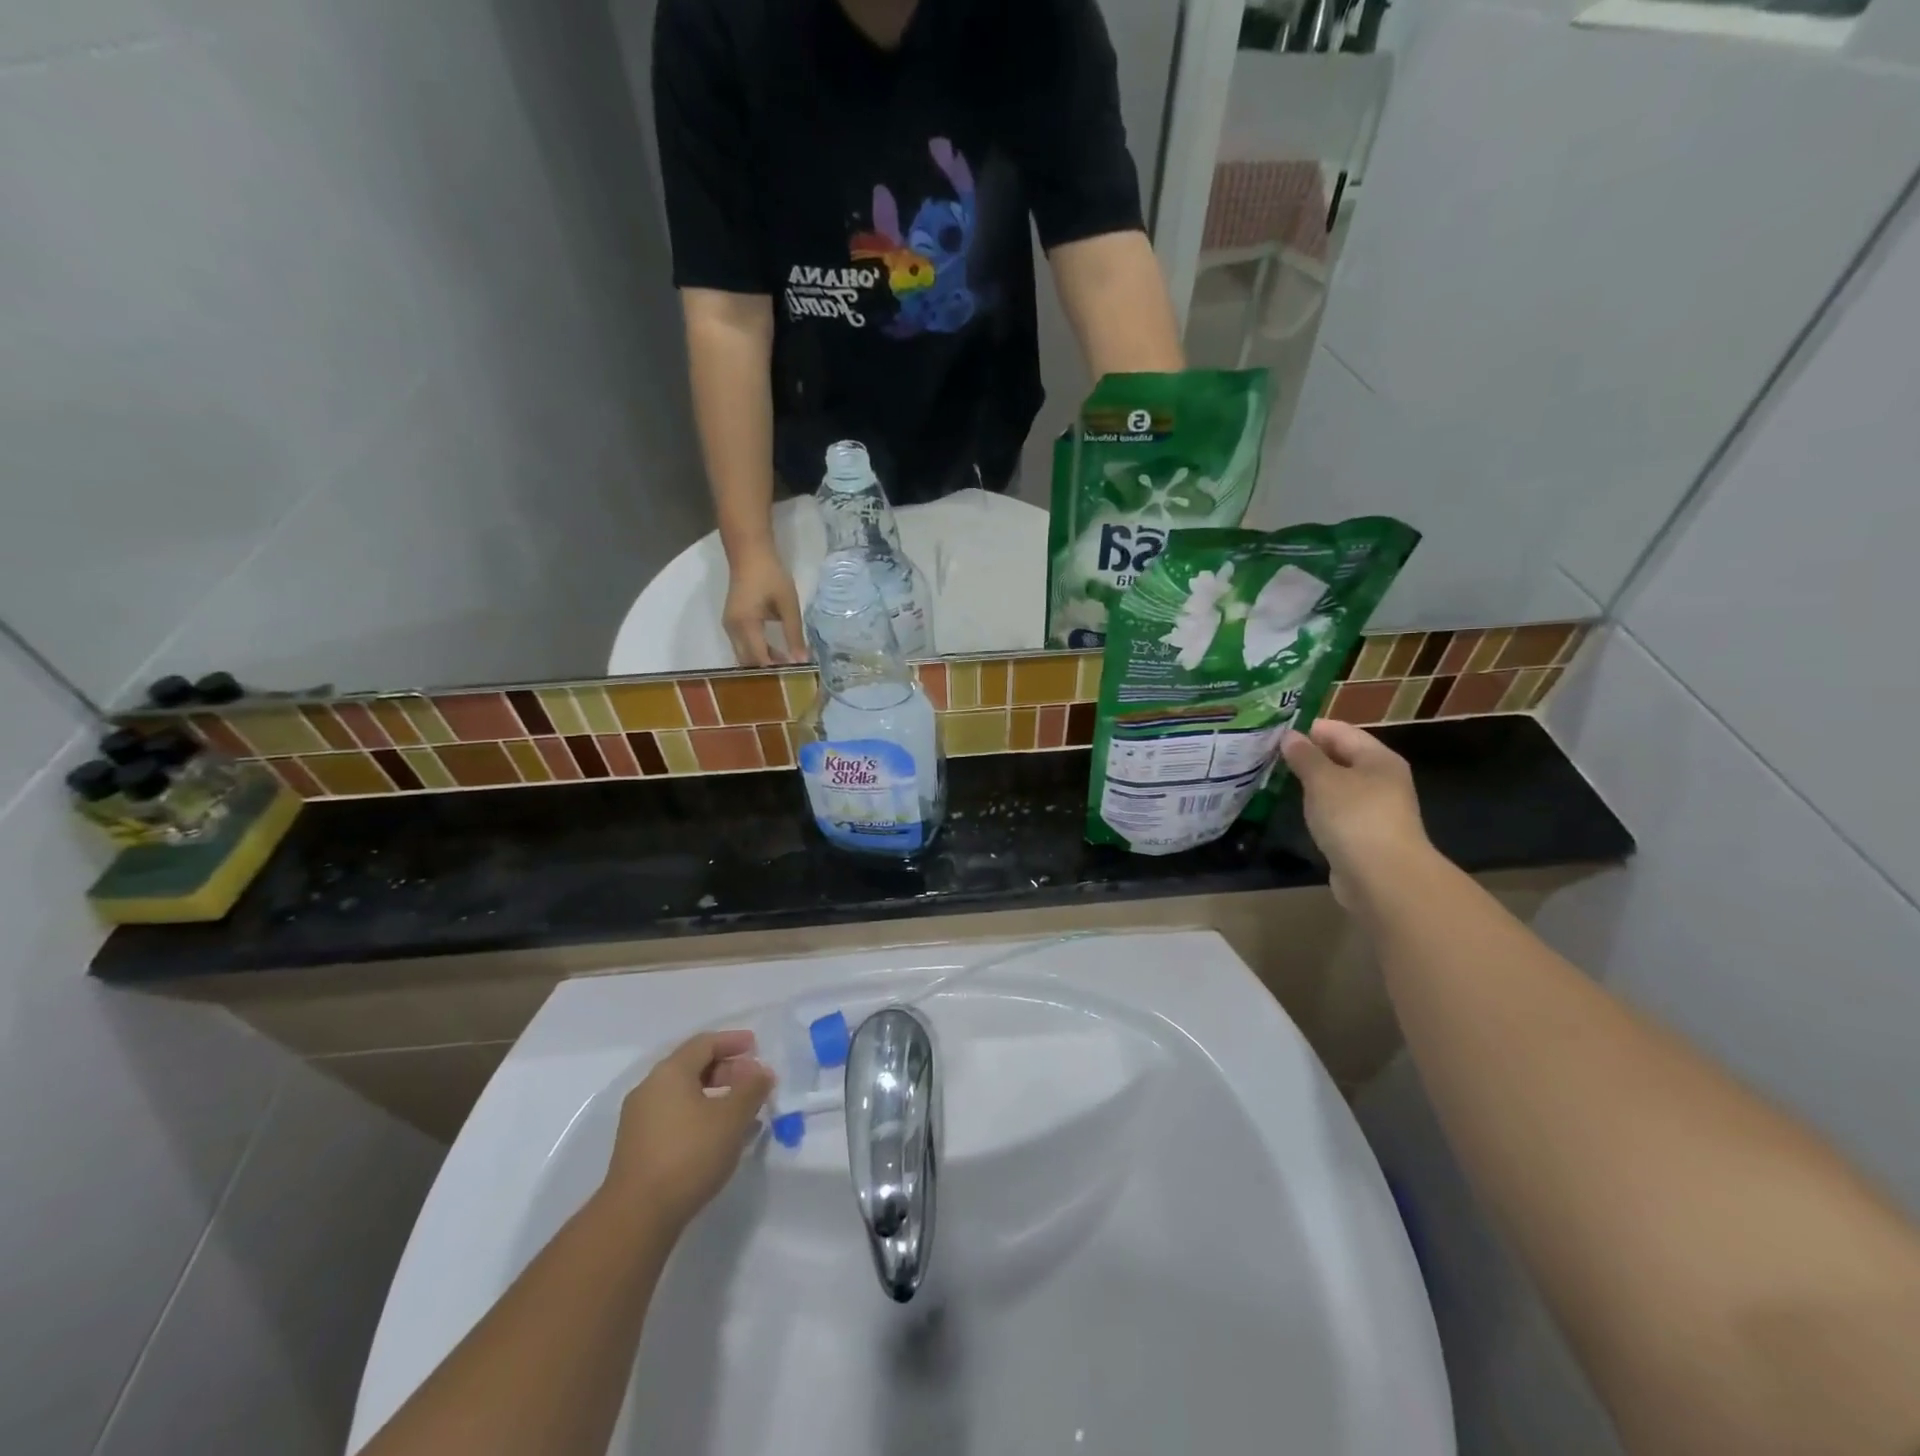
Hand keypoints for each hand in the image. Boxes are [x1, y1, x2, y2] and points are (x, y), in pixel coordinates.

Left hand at [600, 1031, 774, 1233]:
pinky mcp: (639, 1146)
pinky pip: (676, 1116)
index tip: (757, 1047)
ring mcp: (640, 1119)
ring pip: (685, 1094)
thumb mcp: (732, 1118)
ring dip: (716, 1095)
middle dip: (727, 1070)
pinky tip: (720, 1136)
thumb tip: (762, 1072)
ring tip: (743, 1111)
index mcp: (670, 1073)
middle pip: (693, 1066)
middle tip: (753, 1081)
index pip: (705, 1043)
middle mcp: (650, 1088)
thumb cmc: (689, 1155)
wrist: (637, 1216)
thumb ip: (751, 1089)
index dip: (733, 1041)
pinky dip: (701, 1115)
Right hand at [723, 543, 804, 666]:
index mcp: (746, 624)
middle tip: (790, 676)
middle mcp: (732, 629)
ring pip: (744, 655)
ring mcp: (729, 626)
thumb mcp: (788, 604)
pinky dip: (758, 653)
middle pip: (748, 661)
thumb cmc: (771, 576)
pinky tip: (776, 653)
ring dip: (762, 662)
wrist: (749, 554)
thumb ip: (794, 633)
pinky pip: (743, 646)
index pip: (759, 658)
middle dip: (767, 671)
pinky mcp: (732, 623)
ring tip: (786, 666)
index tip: (794, 678)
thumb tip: (802, 660)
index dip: (775, 671)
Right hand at [1281, 719, 1431, 906]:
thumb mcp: (1323, 780)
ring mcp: (1376, 809)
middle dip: (1309, 755)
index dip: (1309, 728)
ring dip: (1312, 782)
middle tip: (1270, 754)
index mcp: (1378, 758)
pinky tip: (1298, 808)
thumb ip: (1305, 756)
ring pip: (1338, 785)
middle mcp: (1381, 779)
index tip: (1274, 731)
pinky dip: (1319, 806)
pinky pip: (1338, 810)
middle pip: (1342, 757)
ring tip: (1277, 777)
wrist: (1383, 878)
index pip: (1340, 730)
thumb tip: (1290, 736)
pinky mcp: (1365, 835)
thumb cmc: (1354, 818)